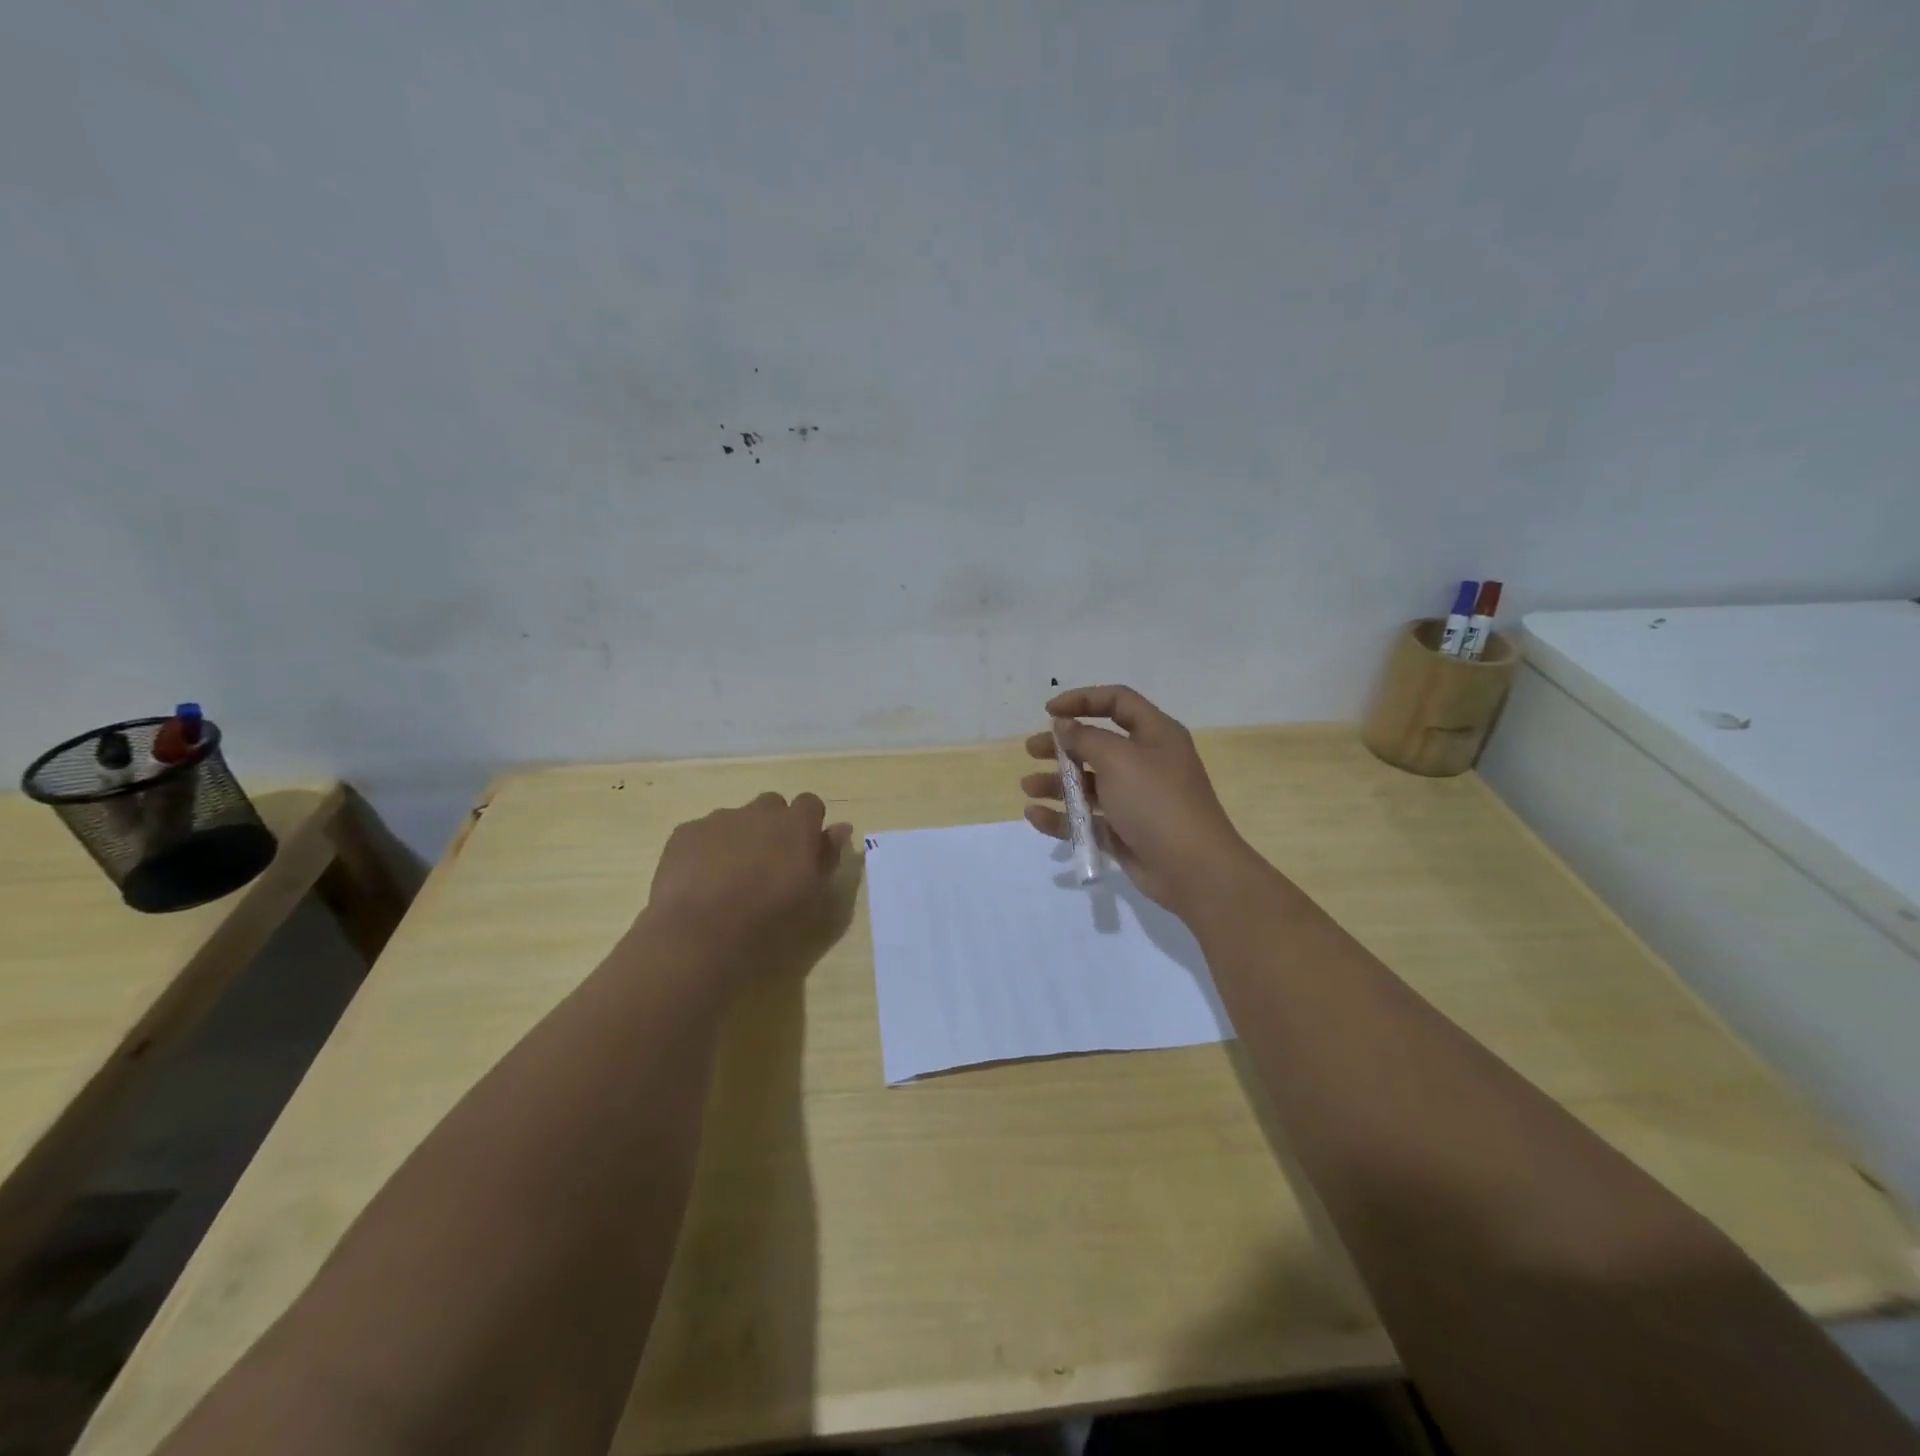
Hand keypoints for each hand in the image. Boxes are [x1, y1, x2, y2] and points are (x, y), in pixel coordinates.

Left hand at [639, 792, 856, 986]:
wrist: (700, 936)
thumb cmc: (769, 922)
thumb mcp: (815, 898)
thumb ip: (828, 857)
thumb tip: (840, 829)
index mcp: (796, 825)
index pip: (810, 804)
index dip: (808, 825)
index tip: (804, 852)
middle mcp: (759, 811)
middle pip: (771, 806)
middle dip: (772, 827)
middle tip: (768, 866)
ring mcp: (718, 819)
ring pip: (735, 820)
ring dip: (738, 839)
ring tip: (729, 880)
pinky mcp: (684, 833)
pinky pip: (702, 834)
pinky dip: (705, 851)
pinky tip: (701, 883)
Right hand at [1023, 686, 1259, 915]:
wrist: (1192, 869)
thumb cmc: (1156, 802)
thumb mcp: (1119, 760)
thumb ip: (1086, 738)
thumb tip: (1064, 725)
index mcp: (1155, 735)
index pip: (1118, 702)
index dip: (1083, 700)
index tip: (1049, 711)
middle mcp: (1145, 762)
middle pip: (1097, 743)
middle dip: (1062, 746)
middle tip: (1031, 750)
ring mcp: (1135, 799)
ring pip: (1088, 783)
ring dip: (1056, 782)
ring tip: (1029, 787)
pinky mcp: (1124, 831)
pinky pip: (1087, 817)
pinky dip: (1062, 816)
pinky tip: (1035, 815)